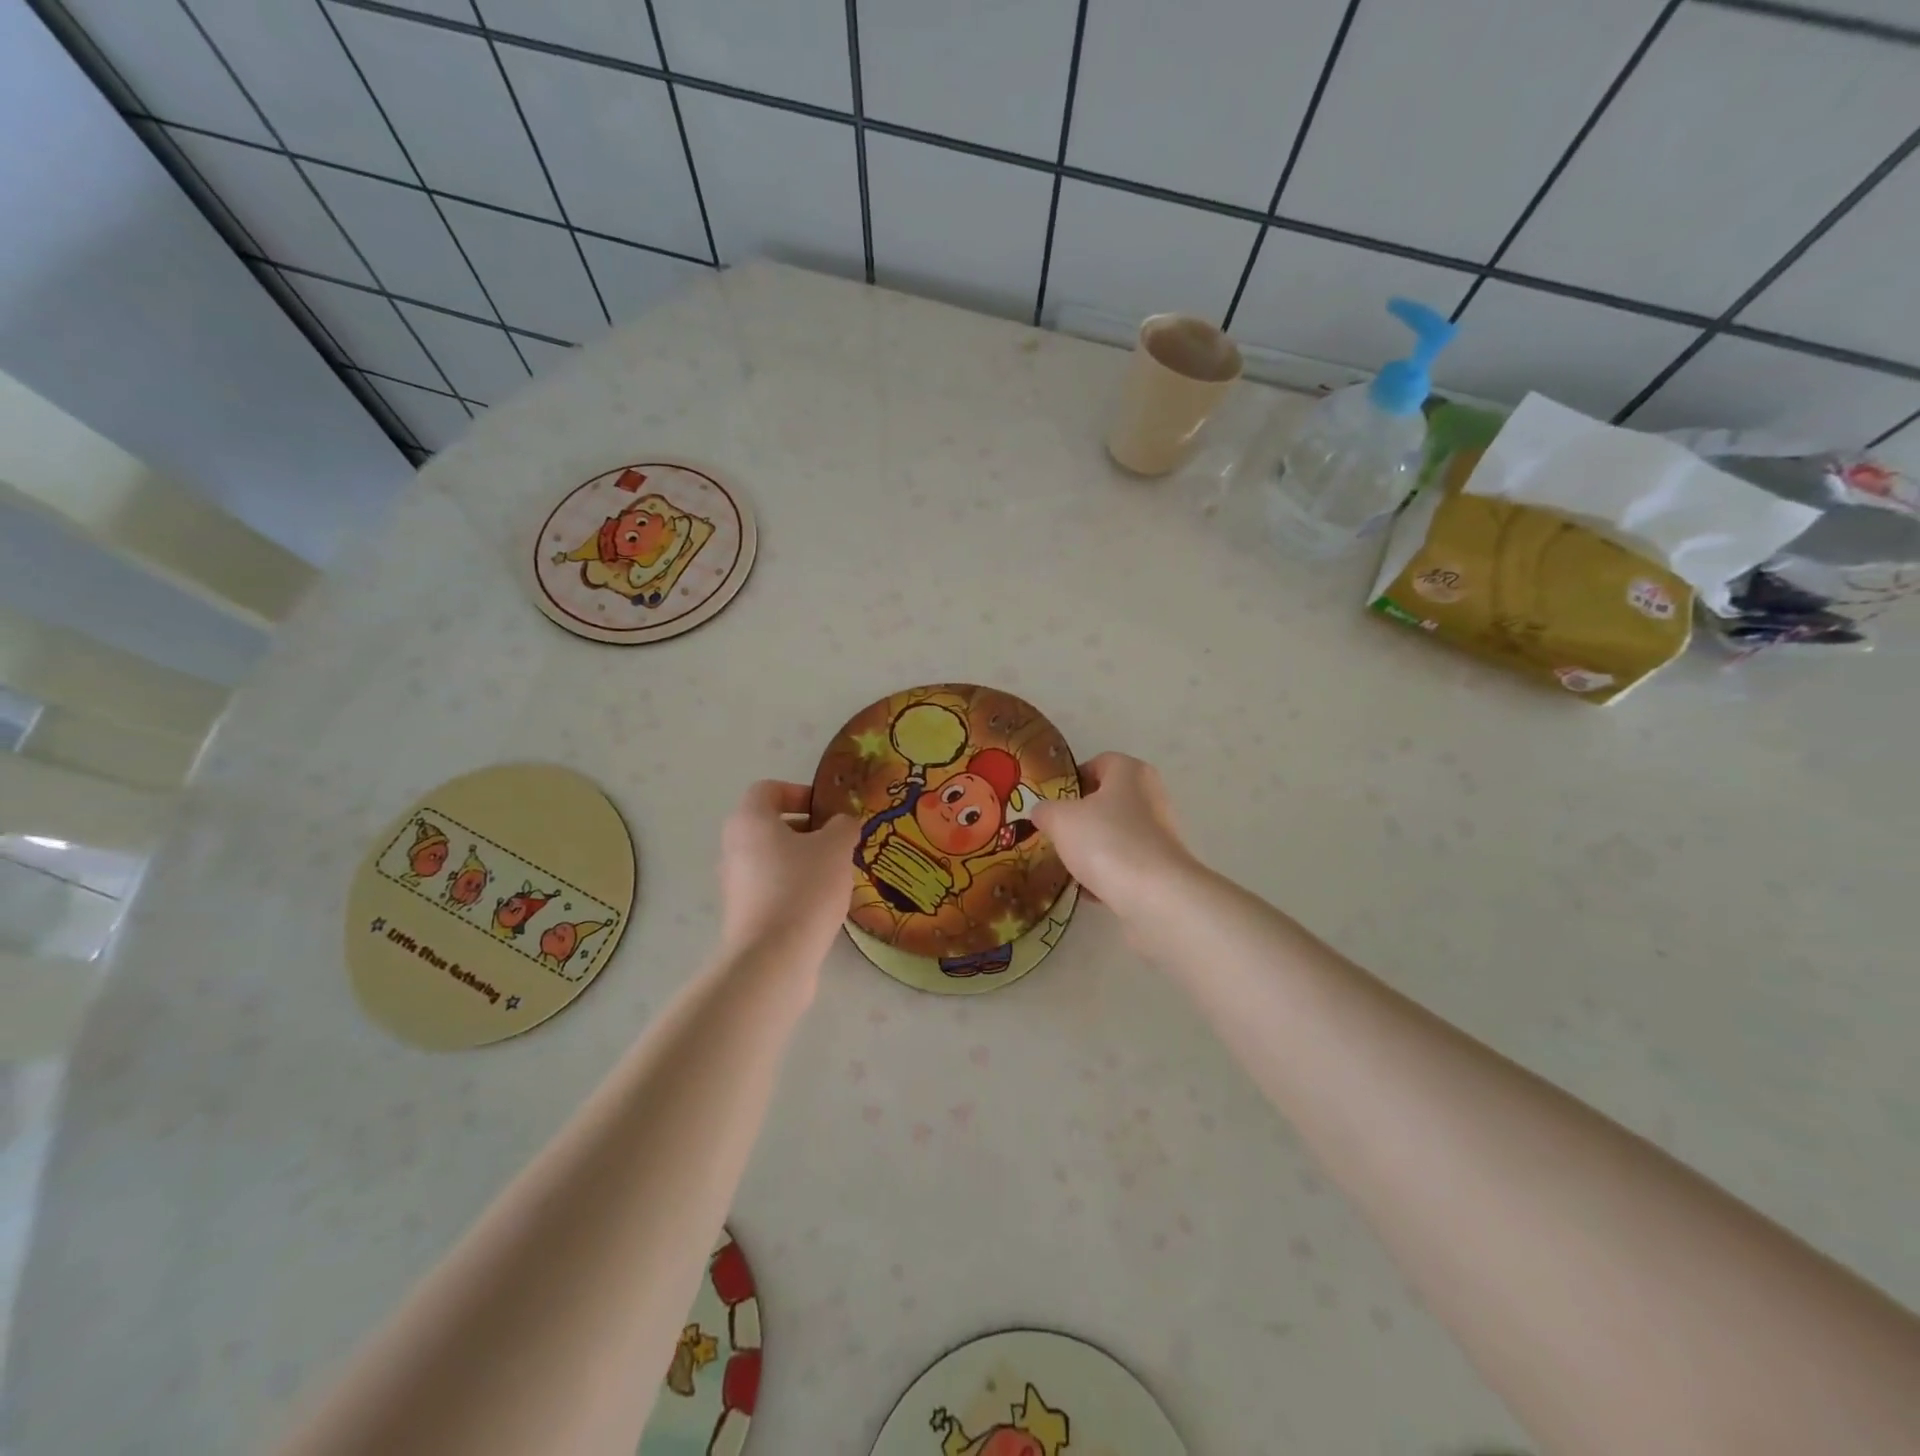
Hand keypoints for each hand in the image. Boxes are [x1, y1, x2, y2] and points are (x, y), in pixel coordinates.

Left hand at [717, 781, 858, 963]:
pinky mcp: (743, 914)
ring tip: (835, 875)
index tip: (827, 811)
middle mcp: (734, 847)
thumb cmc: (803, 888)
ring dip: (802, 860)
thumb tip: (842, 823)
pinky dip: (794, 888)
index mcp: (750, 821)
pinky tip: (821, 905)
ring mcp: (734, 884)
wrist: (773, 958)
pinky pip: (770, 888)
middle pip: (769, 825)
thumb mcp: (836, 847)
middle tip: (837, 842)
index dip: (799, 792)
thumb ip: (843, 826)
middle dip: (806, 830)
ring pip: (771, 858)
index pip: (768, 789)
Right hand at [1031, 753, 1194, 909]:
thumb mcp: (1060, 820)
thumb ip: (1045, 810)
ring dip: (1091, 848)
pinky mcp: (1162, 865)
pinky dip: (1107, 872)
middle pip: (1106, 800)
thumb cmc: (1106, 841)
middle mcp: (1150, 795)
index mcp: (1130, 771)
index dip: (1072, 780)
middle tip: (1055, 834)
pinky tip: (1087, 889)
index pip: (1098, 763)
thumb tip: (1042, 812)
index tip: (1052, 802)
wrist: (1155, 896)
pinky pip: (1125, 862)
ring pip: (1114, 834)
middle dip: (1079, 818)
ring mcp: (1160, 831)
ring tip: (1067, 865)